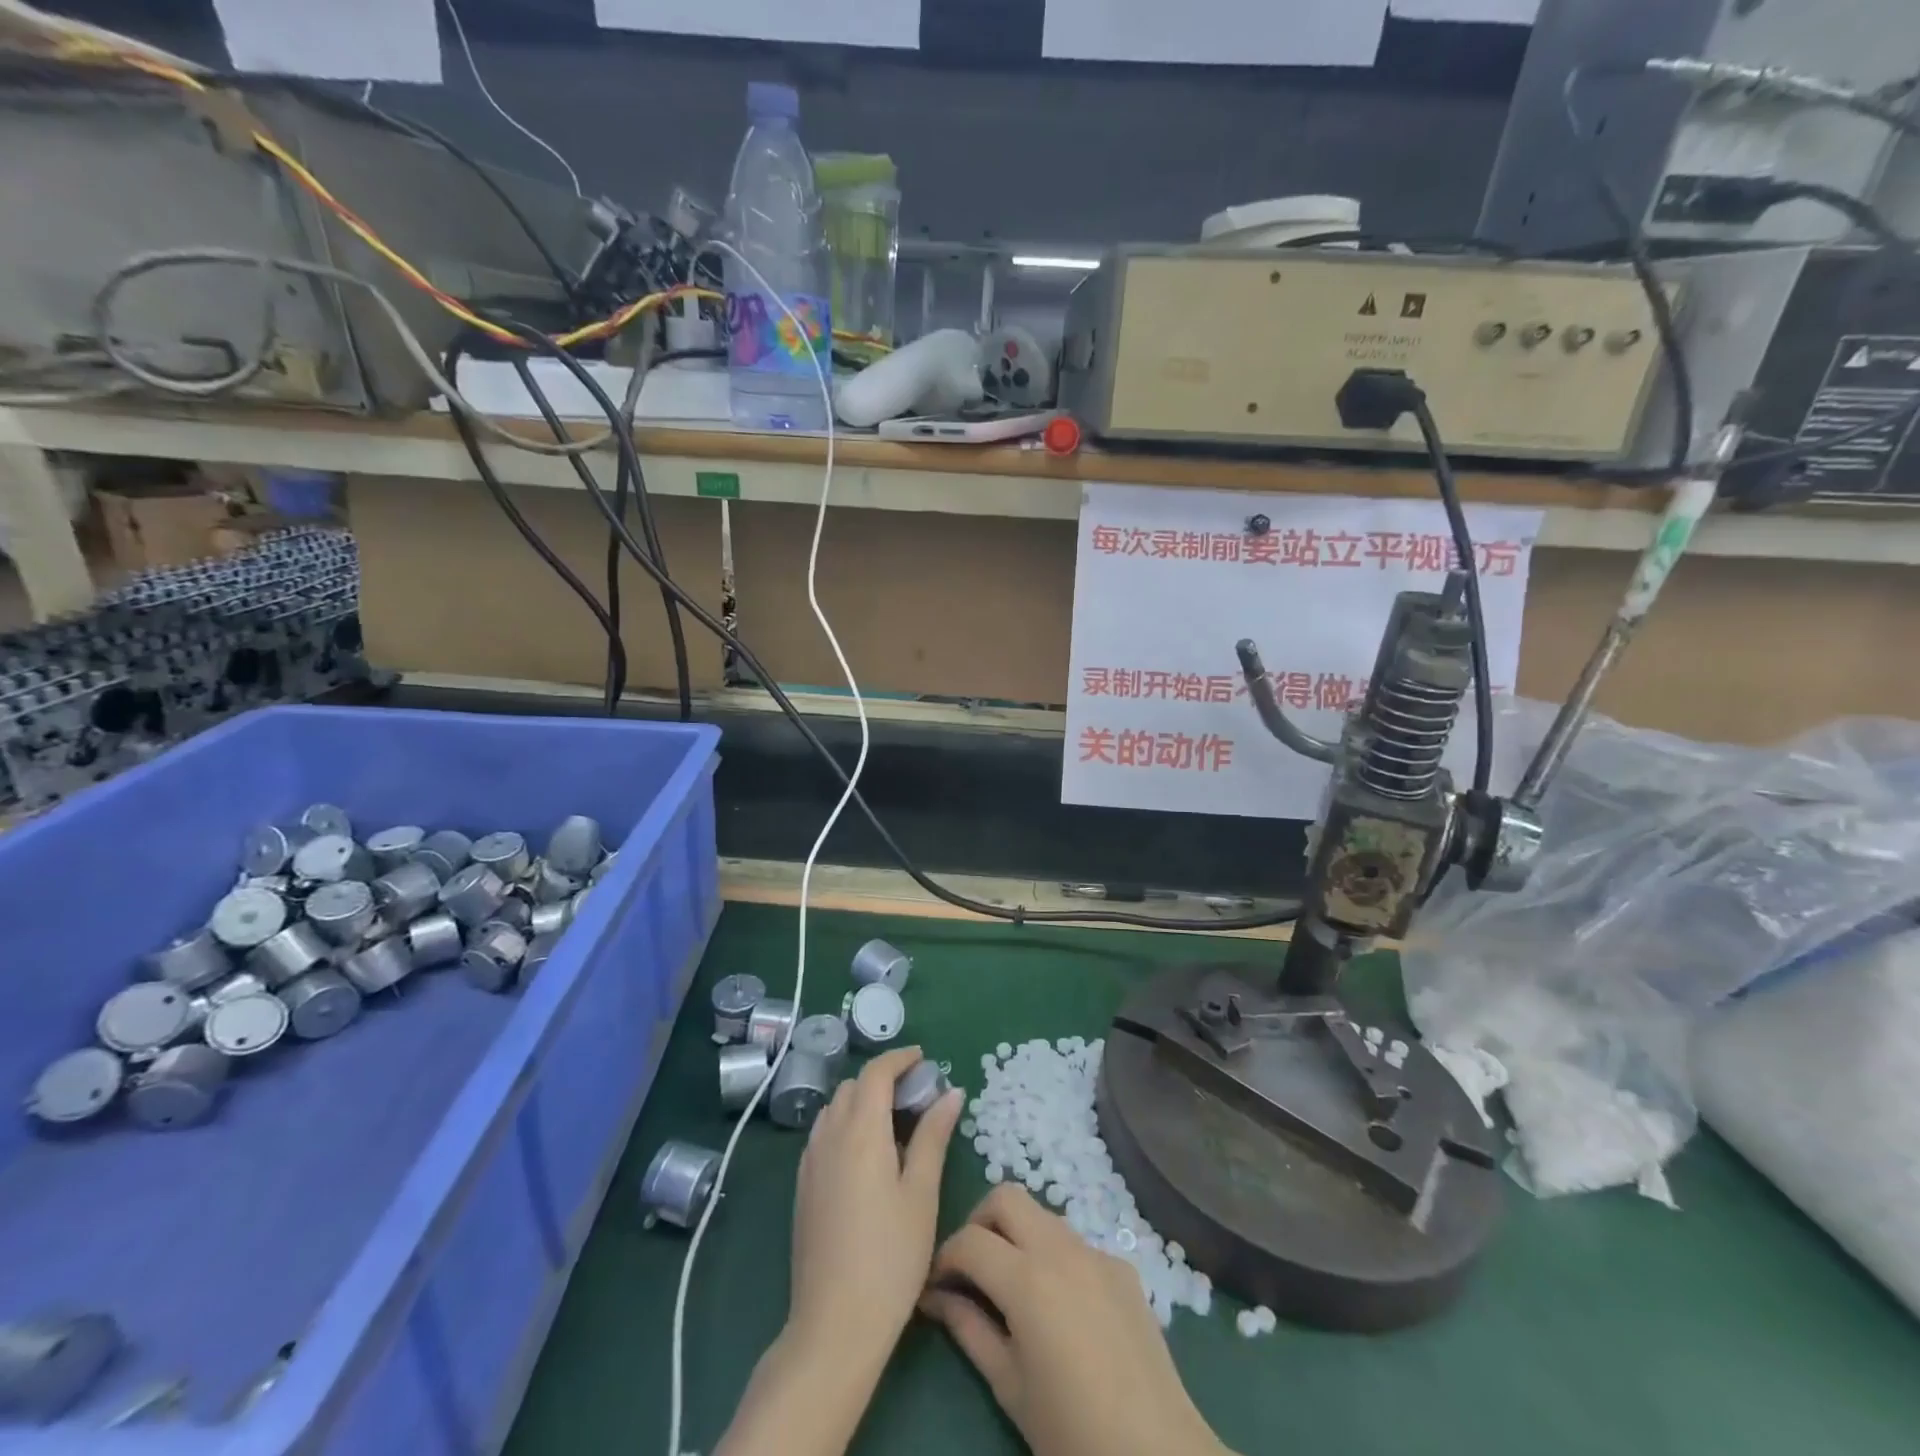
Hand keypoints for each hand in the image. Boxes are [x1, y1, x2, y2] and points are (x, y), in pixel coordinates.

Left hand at [789, 1046, 963, 1362]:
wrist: (834, 1324)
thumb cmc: (891, 1256)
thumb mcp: (922, 1193)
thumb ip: (934, 1136)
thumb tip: (951, 1092)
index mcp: (861, 1130)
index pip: (876, 1072)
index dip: (899, 1058)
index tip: (923, 1059)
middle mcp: (829, 1135)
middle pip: (854, 1086)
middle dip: (883, 1079)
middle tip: (916, 1095)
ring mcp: (810, 1162)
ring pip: (835, 1108)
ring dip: (862, 1100)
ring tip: (894, 1123)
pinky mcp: (802, 1186)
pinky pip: (824, 1134)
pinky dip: (846, 1125)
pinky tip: (867, 1155)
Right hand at [921, 1186, 1232, 1455]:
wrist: (1157, 1454)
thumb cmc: (1071, 1431)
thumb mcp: (1008, 1386)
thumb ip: (968, 1329)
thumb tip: (935, 1297)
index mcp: (1026, 1278)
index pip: (969, 1240)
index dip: (945, 1257)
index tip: (937, 1284)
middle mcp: (1060, 1248)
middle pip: (1006, 1197)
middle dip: (980, 1222)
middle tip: (973, 1267)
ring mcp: (1095, 1251)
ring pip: (1042, 1215)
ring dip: (1018, 1234)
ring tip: (1013, 1286)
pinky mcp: (1121, 1266)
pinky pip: (1076, 1244)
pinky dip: (1054, 1257)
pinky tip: (1061, 1306)